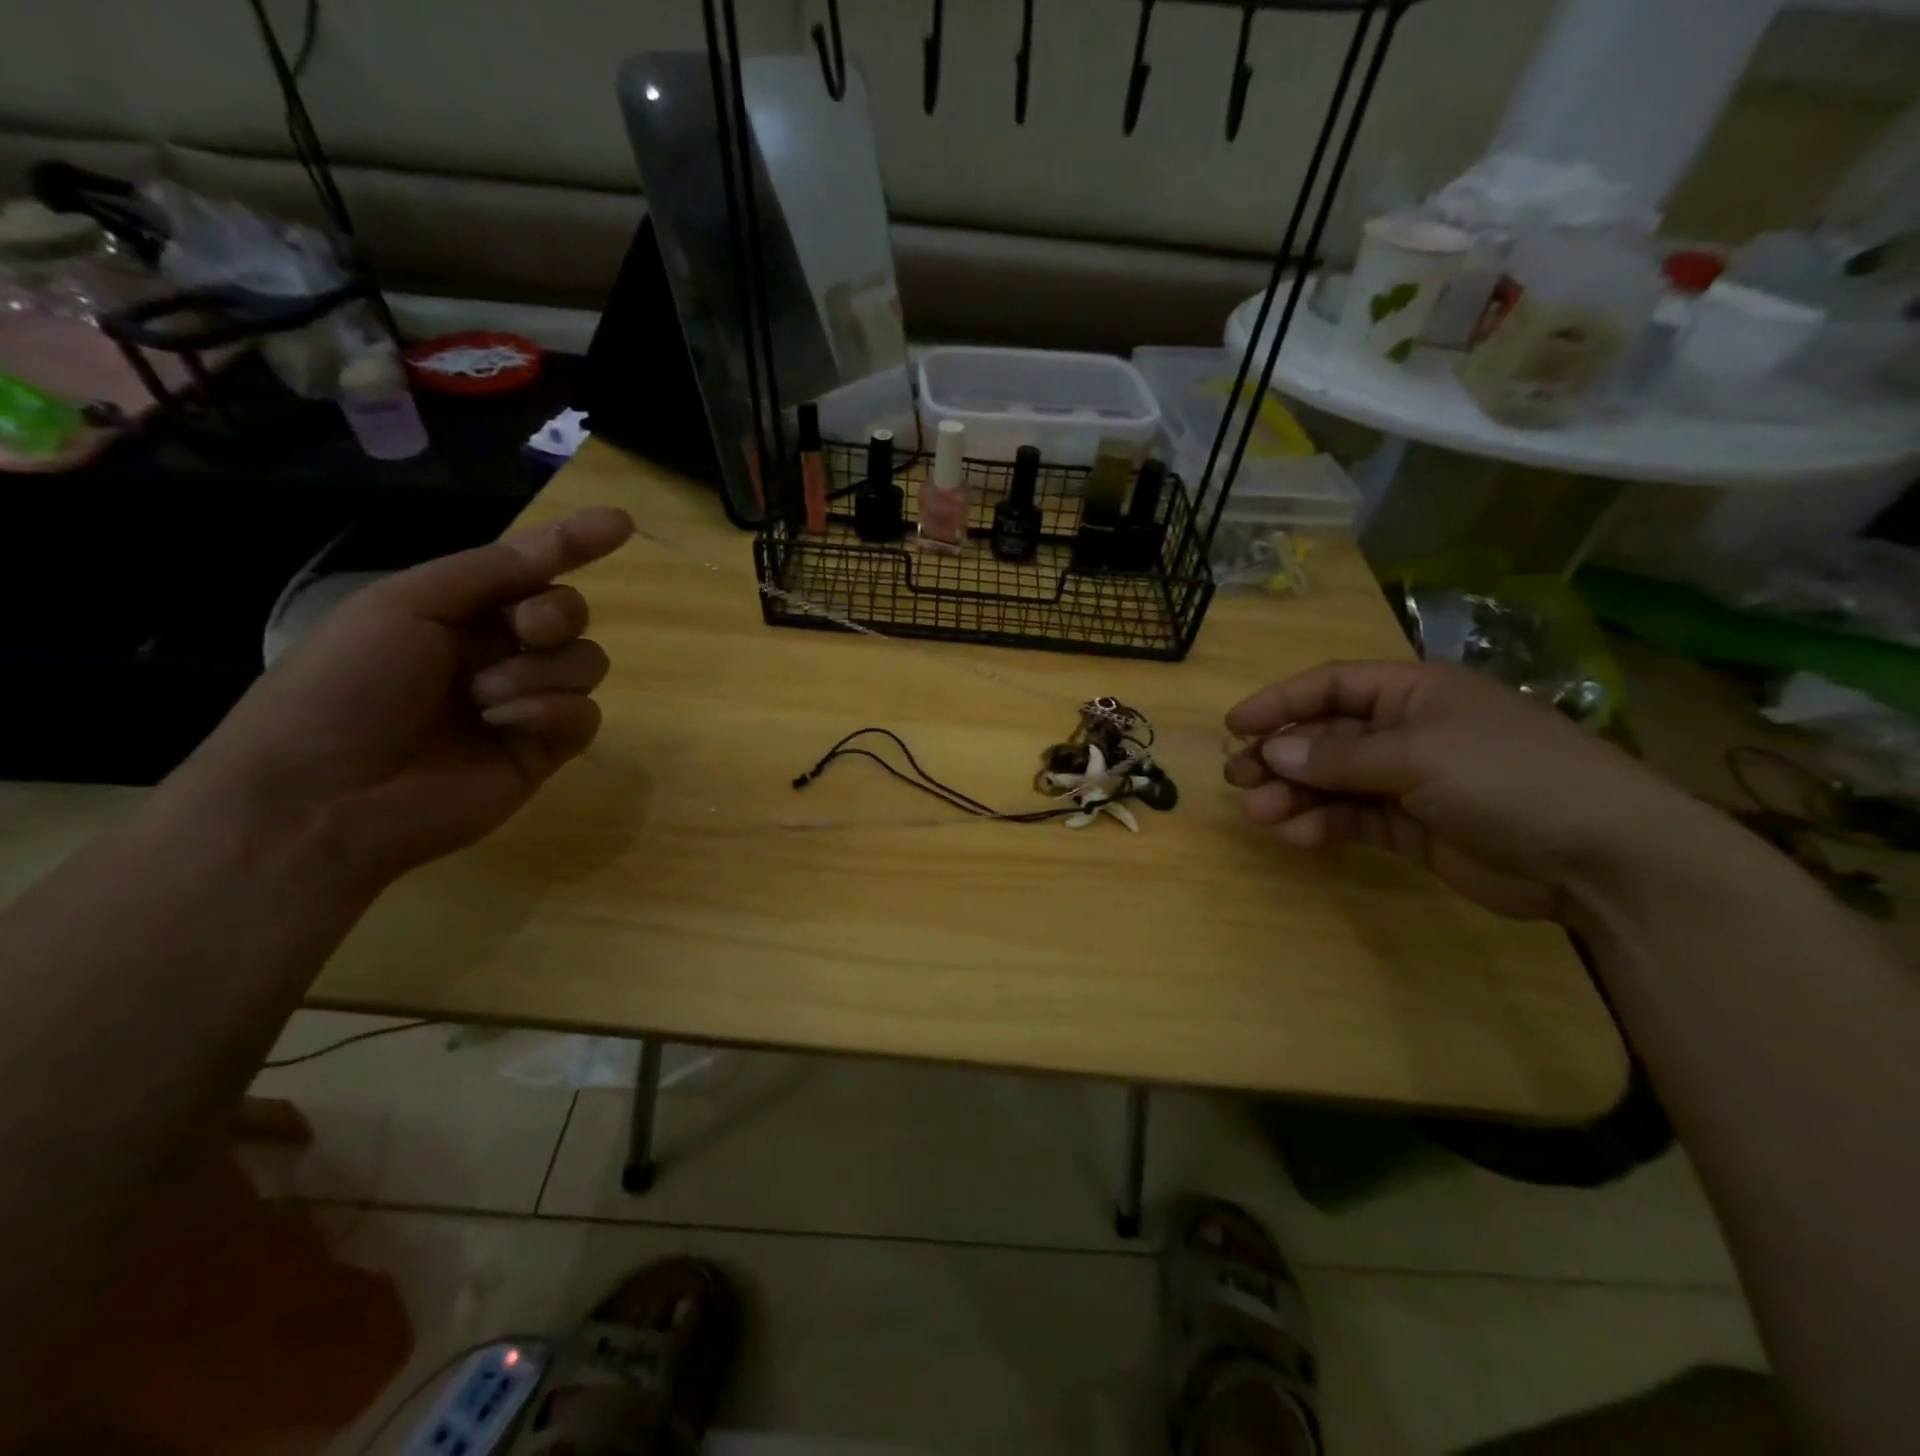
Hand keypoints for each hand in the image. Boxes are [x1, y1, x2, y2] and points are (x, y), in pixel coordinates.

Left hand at [174, 507, 635, 888]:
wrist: (325, 795)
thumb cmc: (345, 685)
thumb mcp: (405, 604)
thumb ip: (491, 571)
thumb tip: (562, 541)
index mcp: (459, 613)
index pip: (531, 569)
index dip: (574, 544)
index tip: (622, 523)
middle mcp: (499, 652)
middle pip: (571, 615)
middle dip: (556, 614)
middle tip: (524, 628)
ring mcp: (526, 703)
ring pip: (586, 664)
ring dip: (543, 671)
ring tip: (486, 699)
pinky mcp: (545, 750)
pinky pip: (585, 714)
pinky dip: (552, 712)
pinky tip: (508, 725)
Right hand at [1224, 661, 1712, 921]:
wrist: (1601, 857)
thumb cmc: (1507, 777)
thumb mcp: (1417, 755)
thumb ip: (1338, 755)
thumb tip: (1272, 751)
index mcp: (1413, 692)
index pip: (1331, 685)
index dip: (1280, 701)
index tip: (1234, 726)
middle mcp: (1406, 730)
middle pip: (1325, 735)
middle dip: (1280, 755)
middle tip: (1238, 777)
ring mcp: (1410, 780)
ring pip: (1332, 780)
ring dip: (1294, 794)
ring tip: (1259, 812)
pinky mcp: (1412, 826)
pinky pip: (1353, 818)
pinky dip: (1323, 824)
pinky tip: (1298, 835)